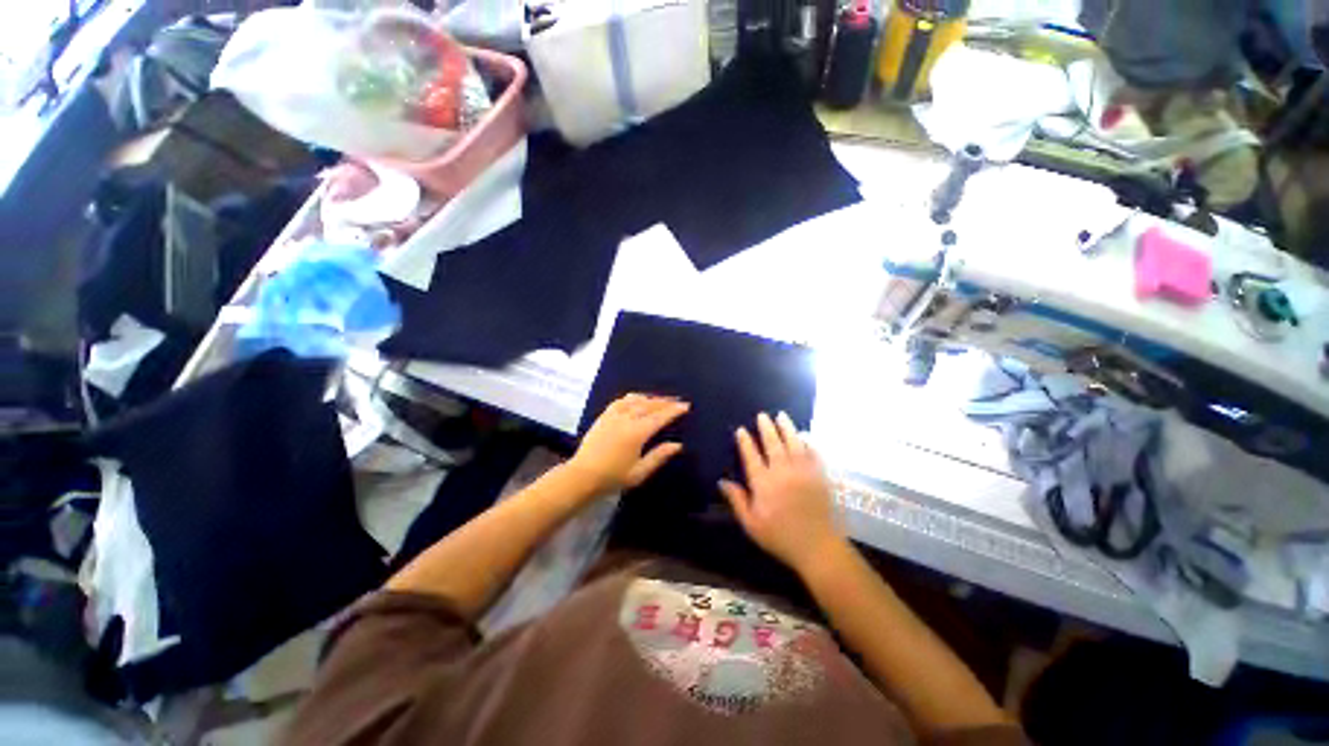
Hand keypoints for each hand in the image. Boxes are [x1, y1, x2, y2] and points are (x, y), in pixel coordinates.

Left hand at [569, 394, 689, 494]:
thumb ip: (659, 456)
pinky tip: (637, 399)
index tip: (685, 405)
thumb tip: (677, 445)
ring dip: (650, 398)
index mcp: (637, 433)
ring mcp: (613, 415)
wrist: (582, 476)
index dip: (674, 410)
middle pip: (649, 405)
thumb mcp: (639, 472)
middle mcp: (626, 419)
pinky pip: (620, 401)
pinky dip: (632, 398)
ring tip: (660, 399)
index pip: (660, 417)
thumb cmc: (613, 477)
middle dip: (665, 401)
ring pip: (635, 400)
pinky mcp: (604, 416)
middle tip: (677, 400)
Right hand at [719, 412, 845, 573]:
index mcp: (763, 483)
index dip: (745, 441)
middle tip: (762, 415)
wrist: (817, 547)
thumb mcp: (751, 524)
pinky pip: (813, 453)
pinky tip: (804, 436)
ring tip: (782, 416)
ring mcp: (803, 471)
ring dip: (787, 428)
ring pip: (793, 443)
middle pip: (772, 443)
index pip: (751, 455)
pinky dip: (808, 442)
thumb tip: (722, 481)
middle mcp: (782, 471)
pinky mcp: (819, 475)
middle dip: (766, 428)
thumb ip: (737, 500)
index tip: (741, 430)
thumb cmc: (780, 537)